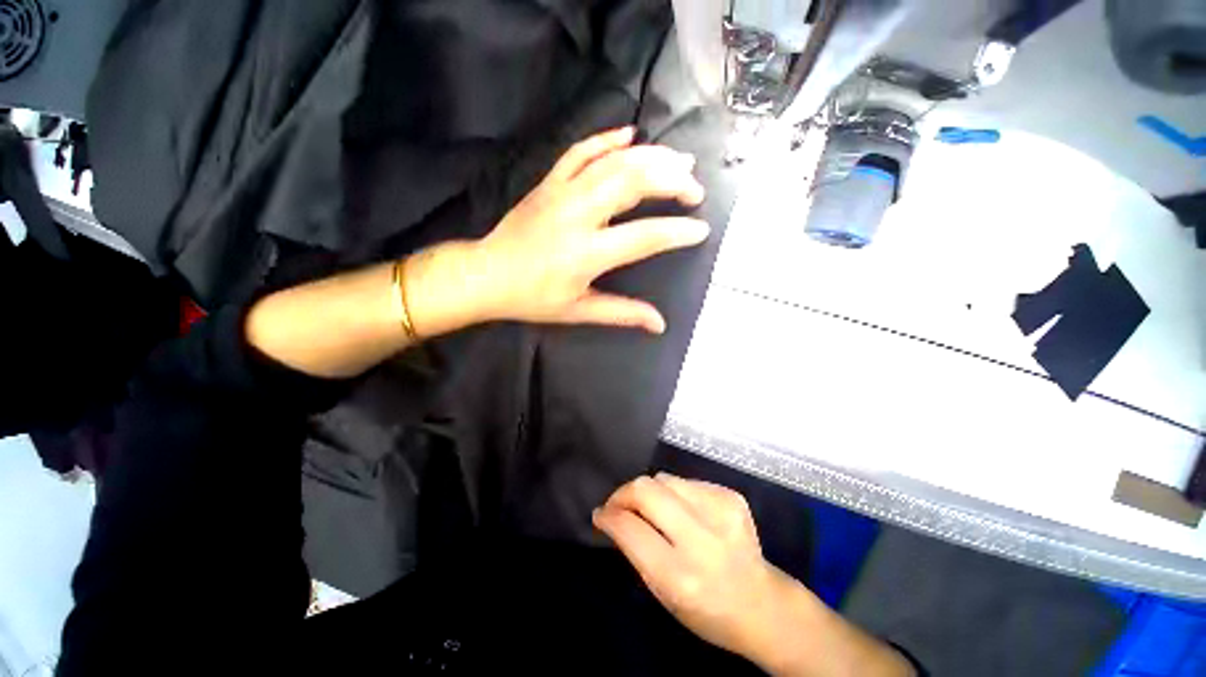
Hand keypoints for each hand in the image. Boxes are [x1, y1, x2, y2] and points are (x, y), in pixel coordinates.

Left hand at [406, 127, 709, 336]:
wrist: (486, 274)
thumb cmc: (532, 298)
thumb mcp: (578, 311)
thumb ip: (622, 313)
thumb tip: (659, 324)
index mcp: (586, 253)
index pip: (644, 236)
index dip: (677, 232)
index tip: (701, 230)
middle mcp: (578, 215)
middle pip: (633, 182)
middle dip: (672, 181)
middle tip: (694, 189)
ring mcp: (561, 192)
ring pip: (613, 162)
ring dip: (652, 156)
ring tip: (680, 161)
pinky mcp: (548, 182)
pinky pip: (580, 151)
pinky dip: (607, 139)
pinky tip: (630, 134)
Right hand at [593, 473, 792, 659]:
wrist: (763, 605)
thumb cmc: (706, 610)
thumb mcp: (663, 594)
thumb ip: (636, 551)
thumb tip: (612, 516)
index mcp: (679, 575)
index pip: (630, 528)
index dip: (609, 516)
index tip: (600, 514)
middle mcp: (701, 538)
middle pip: (646, 489)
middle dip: (624, 493)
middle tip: (618, 503)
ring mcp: (720, 511)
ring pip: (664, 478)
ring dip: (650, 492)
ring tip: (652, 508)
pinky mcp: (731, 497)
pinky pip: (687, 482)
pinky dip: (675, 493)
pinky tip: (684, 511)